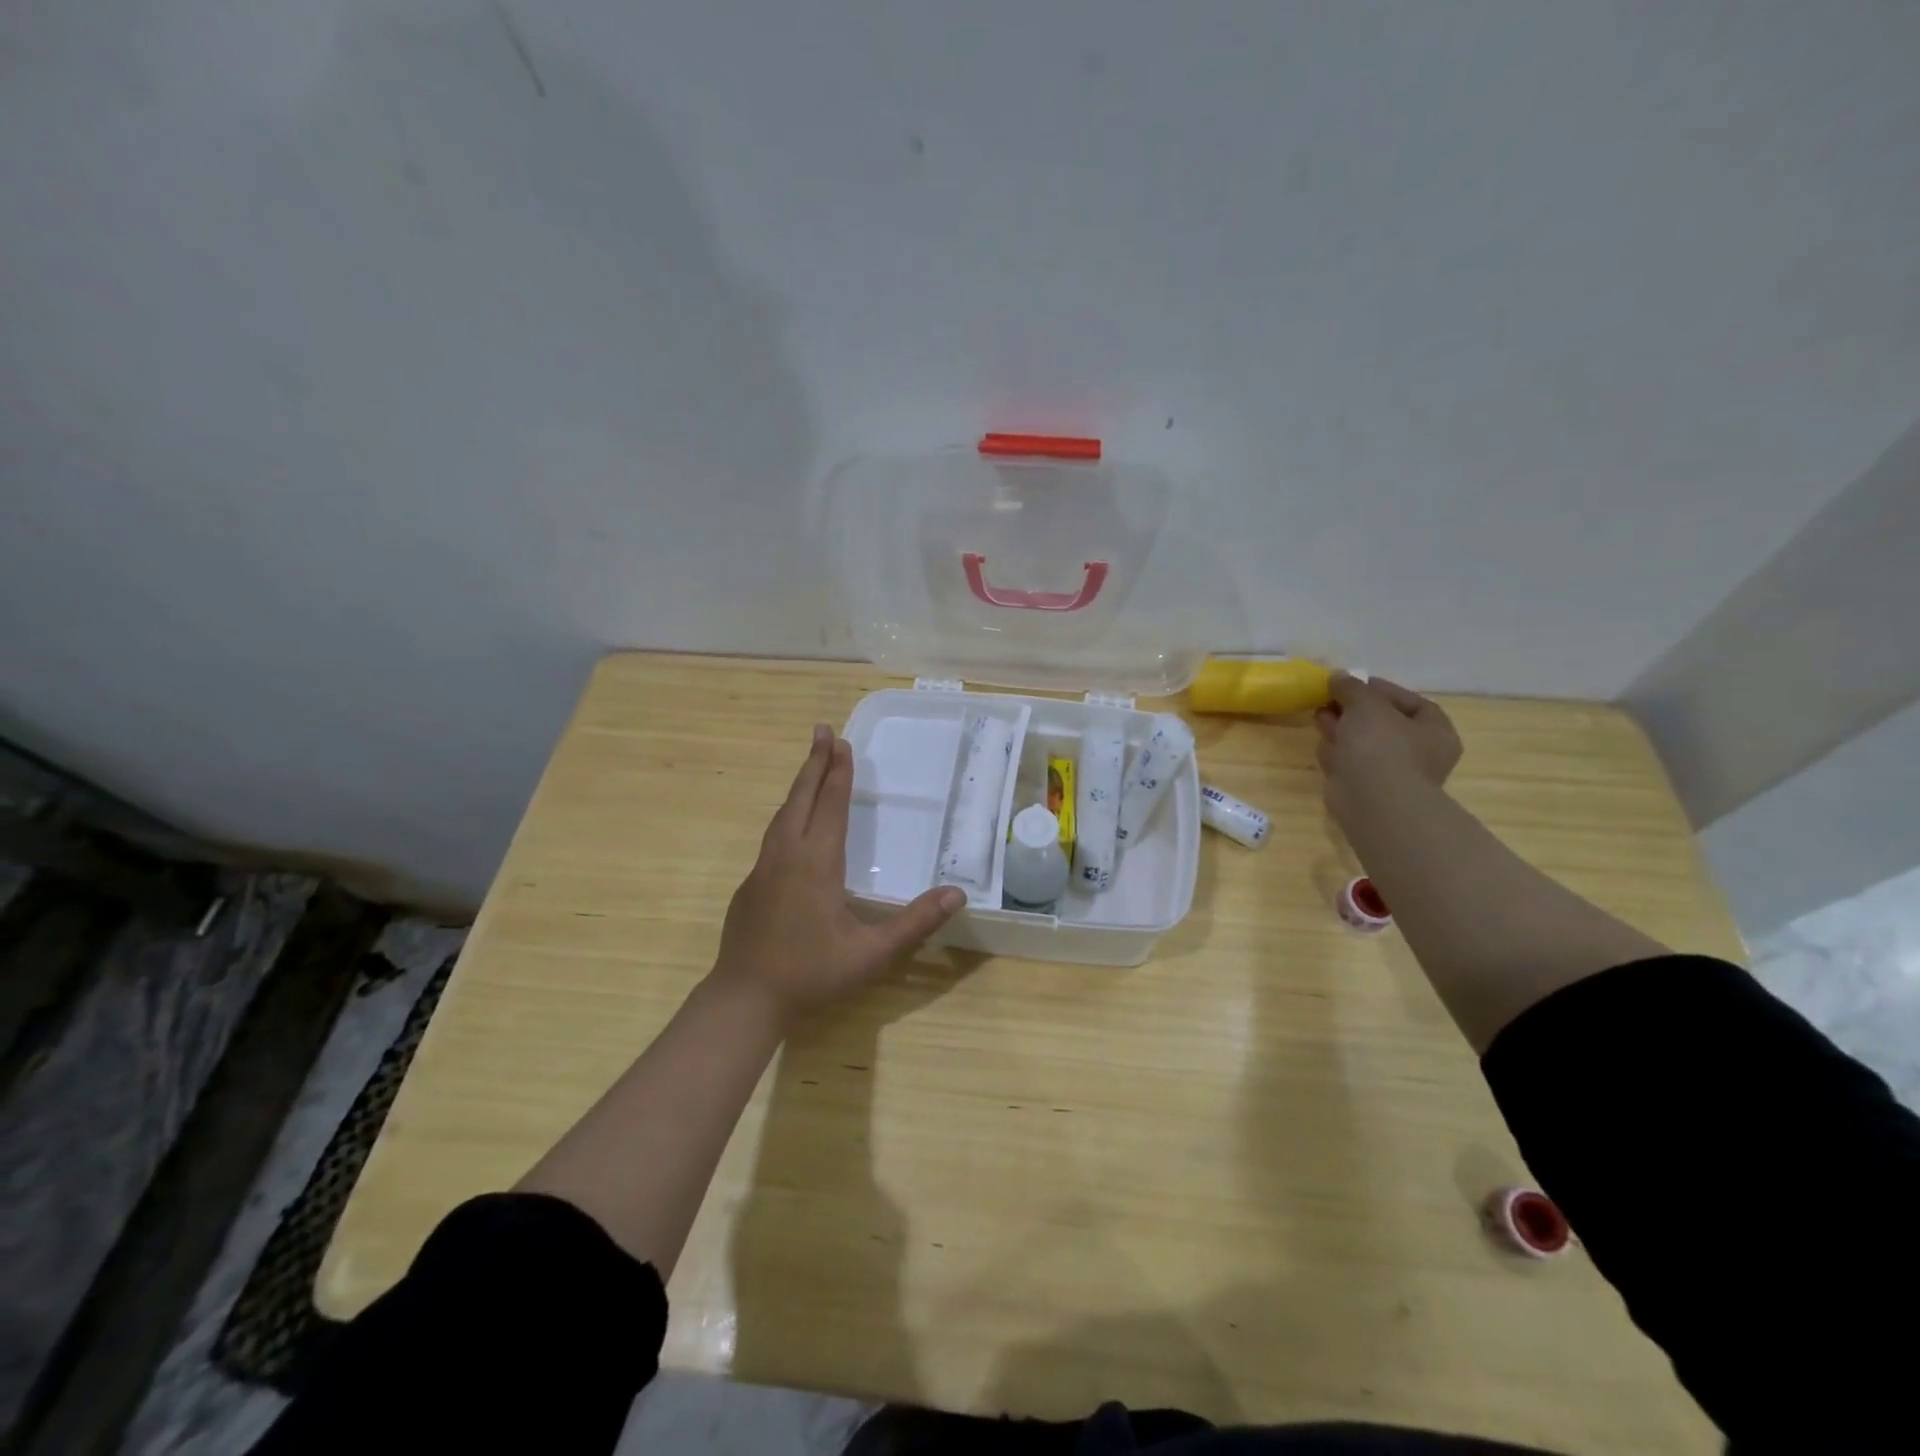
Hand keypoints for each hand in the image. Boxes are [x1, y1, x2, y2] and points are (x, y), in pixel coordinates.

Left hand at [714, 724, 965, 1024]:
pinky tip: (792, 826)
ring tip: (810, 768)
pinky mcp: (750, 887)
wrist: (744, 1000)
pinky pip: (772, 837)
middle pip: (801, 798)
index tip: (841, 741)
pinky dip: (787, 815)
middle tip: (822, 731)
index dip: (838, 773)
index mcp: (816, 863)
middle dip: (814, 763)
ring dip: (798, 787)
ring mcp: (762, 870)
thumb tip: (958, 894)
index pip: (830, 805)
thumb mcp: (871, 953)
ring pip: (781, 815)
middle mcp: (786, 856)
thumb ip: (915, 922)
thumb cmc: (811, 974)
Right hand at [1315, 673, 1461, 815]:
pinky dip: (1338, 755)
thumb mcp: (1366, 704)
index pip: (1409, 701)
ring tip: (1319, 718)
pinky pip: (1350, 764)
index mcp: (1434, 731)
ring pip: (1363, 744)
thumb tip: (1338, 677)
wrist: (1372, 802)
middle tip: (1329, 700)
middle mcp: (1419, 753)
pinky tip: (1325, 748)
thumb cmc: (1381, 747)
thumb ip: (1352, 687)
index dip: (1379, 689)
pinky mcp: (1366, 790)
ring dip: (1341, 729)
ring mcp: (1392, 774)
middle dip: (1353, 710)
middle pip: (1382, 723)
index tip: (1350, 683)